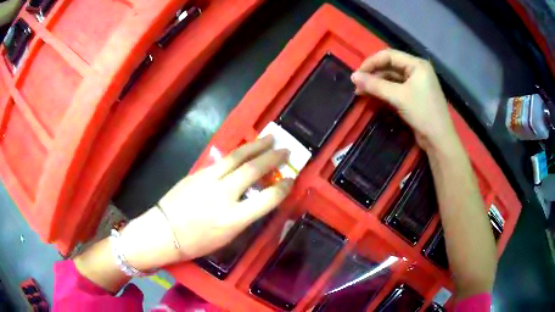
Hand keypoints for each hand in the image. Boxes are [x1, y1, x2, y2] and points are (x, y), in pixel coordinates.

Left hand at [118, 136, 292, 270]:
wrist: (164, 231)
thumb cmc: (196, 242)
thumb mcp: (226, 237)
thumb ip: (244, 216)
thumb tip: (256, 199)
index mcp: (233, 220)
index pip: (266, 200)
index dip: (282, 188)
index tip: (291, 179)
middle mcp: (223, 196)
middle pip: (253, 170)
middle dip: (272, 158)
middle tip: (286, 149)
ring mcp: (209, 180)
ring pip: (237, 158)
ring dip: (256, 146)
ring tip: (270, 138)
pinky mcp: (198, 173)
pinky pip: (223, 160)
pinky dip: (238, 153)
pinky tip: (245, 150)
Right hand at [351, 49, 457, 151]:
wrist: (439, 139)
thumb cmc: (422, 113)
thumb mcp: (398, 97)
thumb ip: (375, 85)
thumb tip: (353, 77)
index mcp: (417, 64)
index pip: (389, 55)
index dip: (371, 62)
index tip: (357, 75)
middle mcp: (417, 70)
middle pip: (390, 66)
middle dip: (373, 74)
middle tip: (357, 85)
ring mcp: (416, 83)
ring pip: (392, 77)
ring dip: (377, 83)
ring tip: (361, 92)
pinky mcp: (414, 95)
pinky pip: (396, 88)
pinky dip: (384, 91)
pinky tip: (374, 95)